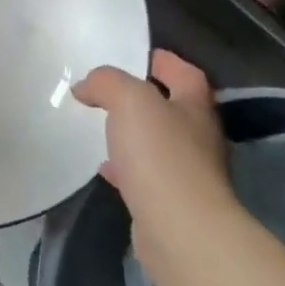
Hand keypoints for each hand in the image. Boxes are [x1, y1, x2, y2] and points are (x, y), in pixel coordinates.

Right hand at [72, 50, 242, 282]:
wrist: (180, 230)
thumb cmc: (161, 156)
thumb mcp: (130, 101)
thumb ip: (108, 83)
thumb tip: (86, 85)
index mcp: (195, 107)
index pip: (186, 74)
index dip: (164, 61)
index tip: (139, 55)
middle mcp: (198, 137)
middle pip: (175, 108)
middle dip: (147, 98)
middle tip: (111, 91)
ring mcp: (188, 173)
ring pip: (158, 143)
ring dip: (134, 134)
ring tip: (102, 128)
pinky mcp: (171, 202)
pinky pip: (146, 175)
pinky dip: (126, 167)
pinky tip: (105, 168)